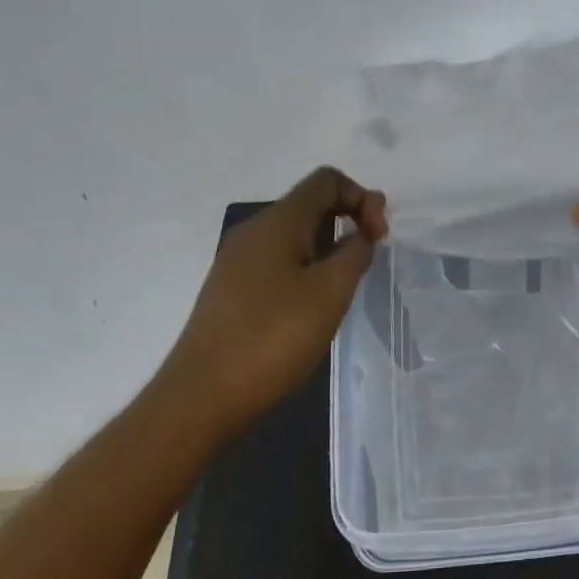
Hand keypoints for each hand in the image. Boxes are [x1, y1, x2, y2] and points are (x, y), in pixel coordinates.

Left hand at [161, 167, 387, 439]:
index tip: (378, 237)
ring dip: (329, 247)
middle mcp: (254, 231)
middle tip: (369, 259)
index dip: (362, 197)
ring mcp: (238, 262)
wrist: (201, 398)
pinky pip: (279, 261)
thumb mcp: (330, 292)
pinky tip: (312, 306)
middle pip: (311, 204)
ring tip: (344, 286)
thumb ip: (355, 252)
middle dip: (348, 220)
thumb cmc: (272, 338)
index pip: (327, 180)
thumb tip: (361, 233)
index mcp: (278, 221)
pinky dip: (306, 268)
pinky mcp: (232, 290)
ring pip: (295, 235)